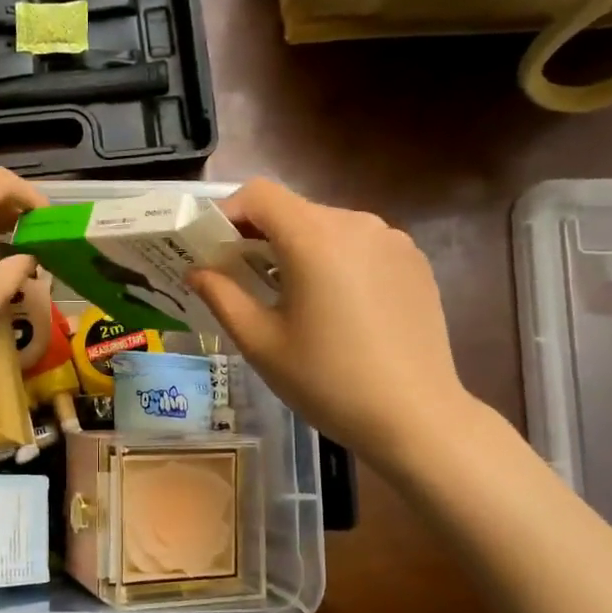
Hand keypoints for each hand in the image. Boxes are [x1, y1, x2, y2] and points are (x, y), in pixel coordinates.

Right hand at [188, 178, 475, 468]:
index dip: (228, 213)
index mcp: (314, 238)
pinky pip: (361, 246)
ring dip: (299, 249)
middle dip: (261, 236)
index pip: (259, 194)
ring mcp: (392, 240)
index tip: (214, 248)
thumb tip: (196, 271)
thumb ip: (221, 296)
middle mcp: (356, 224)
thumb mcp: (260, 341)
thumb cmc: (326, 380)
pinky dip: (336, 261)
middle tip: (243, 279)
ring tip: (292, 298)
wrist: (414, 417)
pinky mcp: (415, 262)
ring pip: (328, 227)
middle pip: (294, 210)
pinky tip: (338, 308)